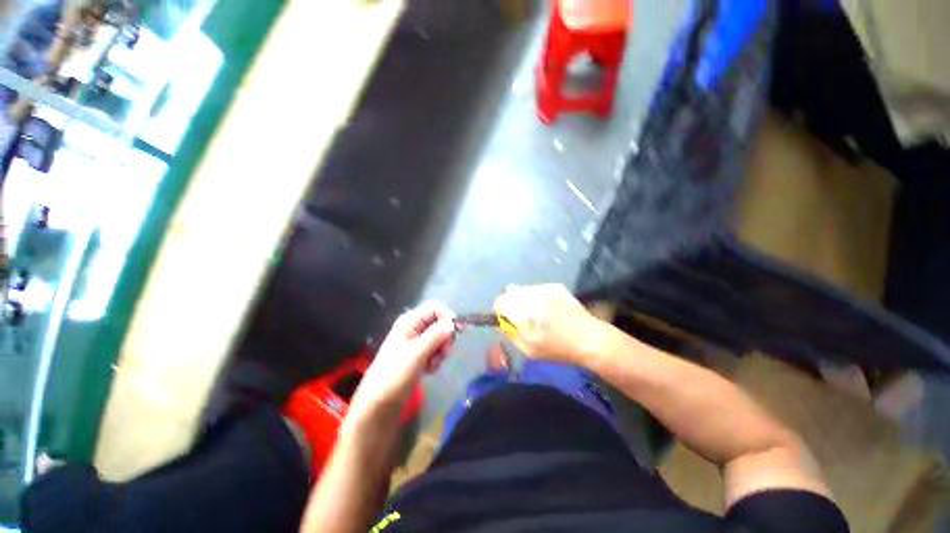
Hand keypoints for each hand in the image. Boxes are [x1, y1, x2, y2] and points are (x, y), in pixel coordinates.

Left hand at [347, 302, 456, 422]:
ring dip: (440, 351)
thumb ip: (435, 336)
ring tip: (431, 365)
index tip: (460, 329)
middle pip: (439, 323)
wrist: (380, 401)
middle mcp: (414, 327)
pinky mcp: (419, 353)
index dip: (448, 315)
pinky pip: (436, 350)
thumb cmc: (395, 373)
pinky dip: (436, 359)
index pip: (434, 308)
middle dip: (445, 338)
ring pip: (440, 337)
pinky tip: (428, 370)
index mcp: (410, 321)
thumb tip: (452, 323)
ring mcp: (417, 341)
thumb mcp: (417, 353)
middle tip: (443, 353)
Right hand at [493, 284, 603, 365]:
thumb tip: (501, 321)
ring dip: (524, 298)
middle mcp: (531, 296)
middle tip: (521, 315)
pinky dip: (537, 296)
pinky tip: (550, 308)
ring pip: (523, 289)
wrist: (589, 338)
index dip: (500, 310)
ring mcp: (544, 289)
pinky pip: (537, 288)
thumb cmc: (557, 349)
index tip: (505, 317)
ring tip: (538, 312)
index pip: (500, 302)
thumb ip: (511, 333)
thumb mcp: (528, 350)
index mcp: (523, 313)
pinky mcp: (555, 286)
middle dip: (511, 302)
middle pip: (509, 291)